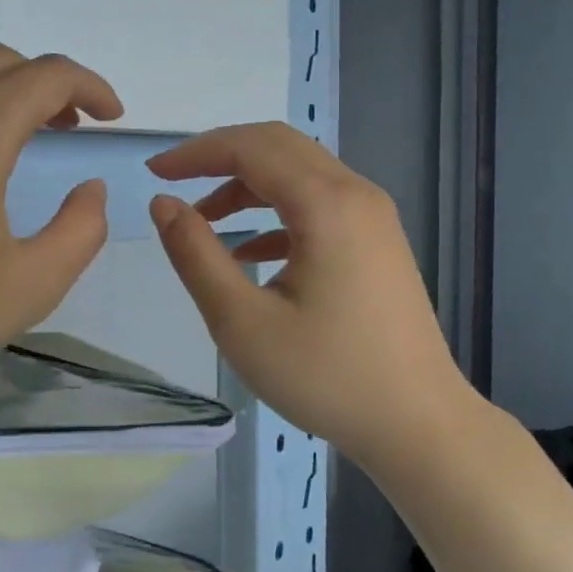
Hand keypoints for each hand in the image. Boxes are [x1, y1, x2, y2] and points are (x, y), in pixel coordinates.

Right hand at [148, 123, 474, 466]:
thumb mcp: (242, 321)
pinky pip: (321, 205)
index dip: (197, 152)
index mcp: (326, 203)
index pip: (251, 148)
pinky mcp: (379, 243)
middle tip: (175, 182)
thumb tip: (163, 203)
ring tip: (204, 222)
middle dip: (221, 156)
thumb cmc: (327, 376)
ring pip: (301, 174)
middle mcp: (356, 194)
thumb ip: (196, 254)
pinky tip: (250, 252)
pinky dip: (278, 214)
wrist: (418, 424)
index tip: (154, 173)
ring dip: (248, 186)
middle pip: (279, 147)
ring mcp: (374, 218)